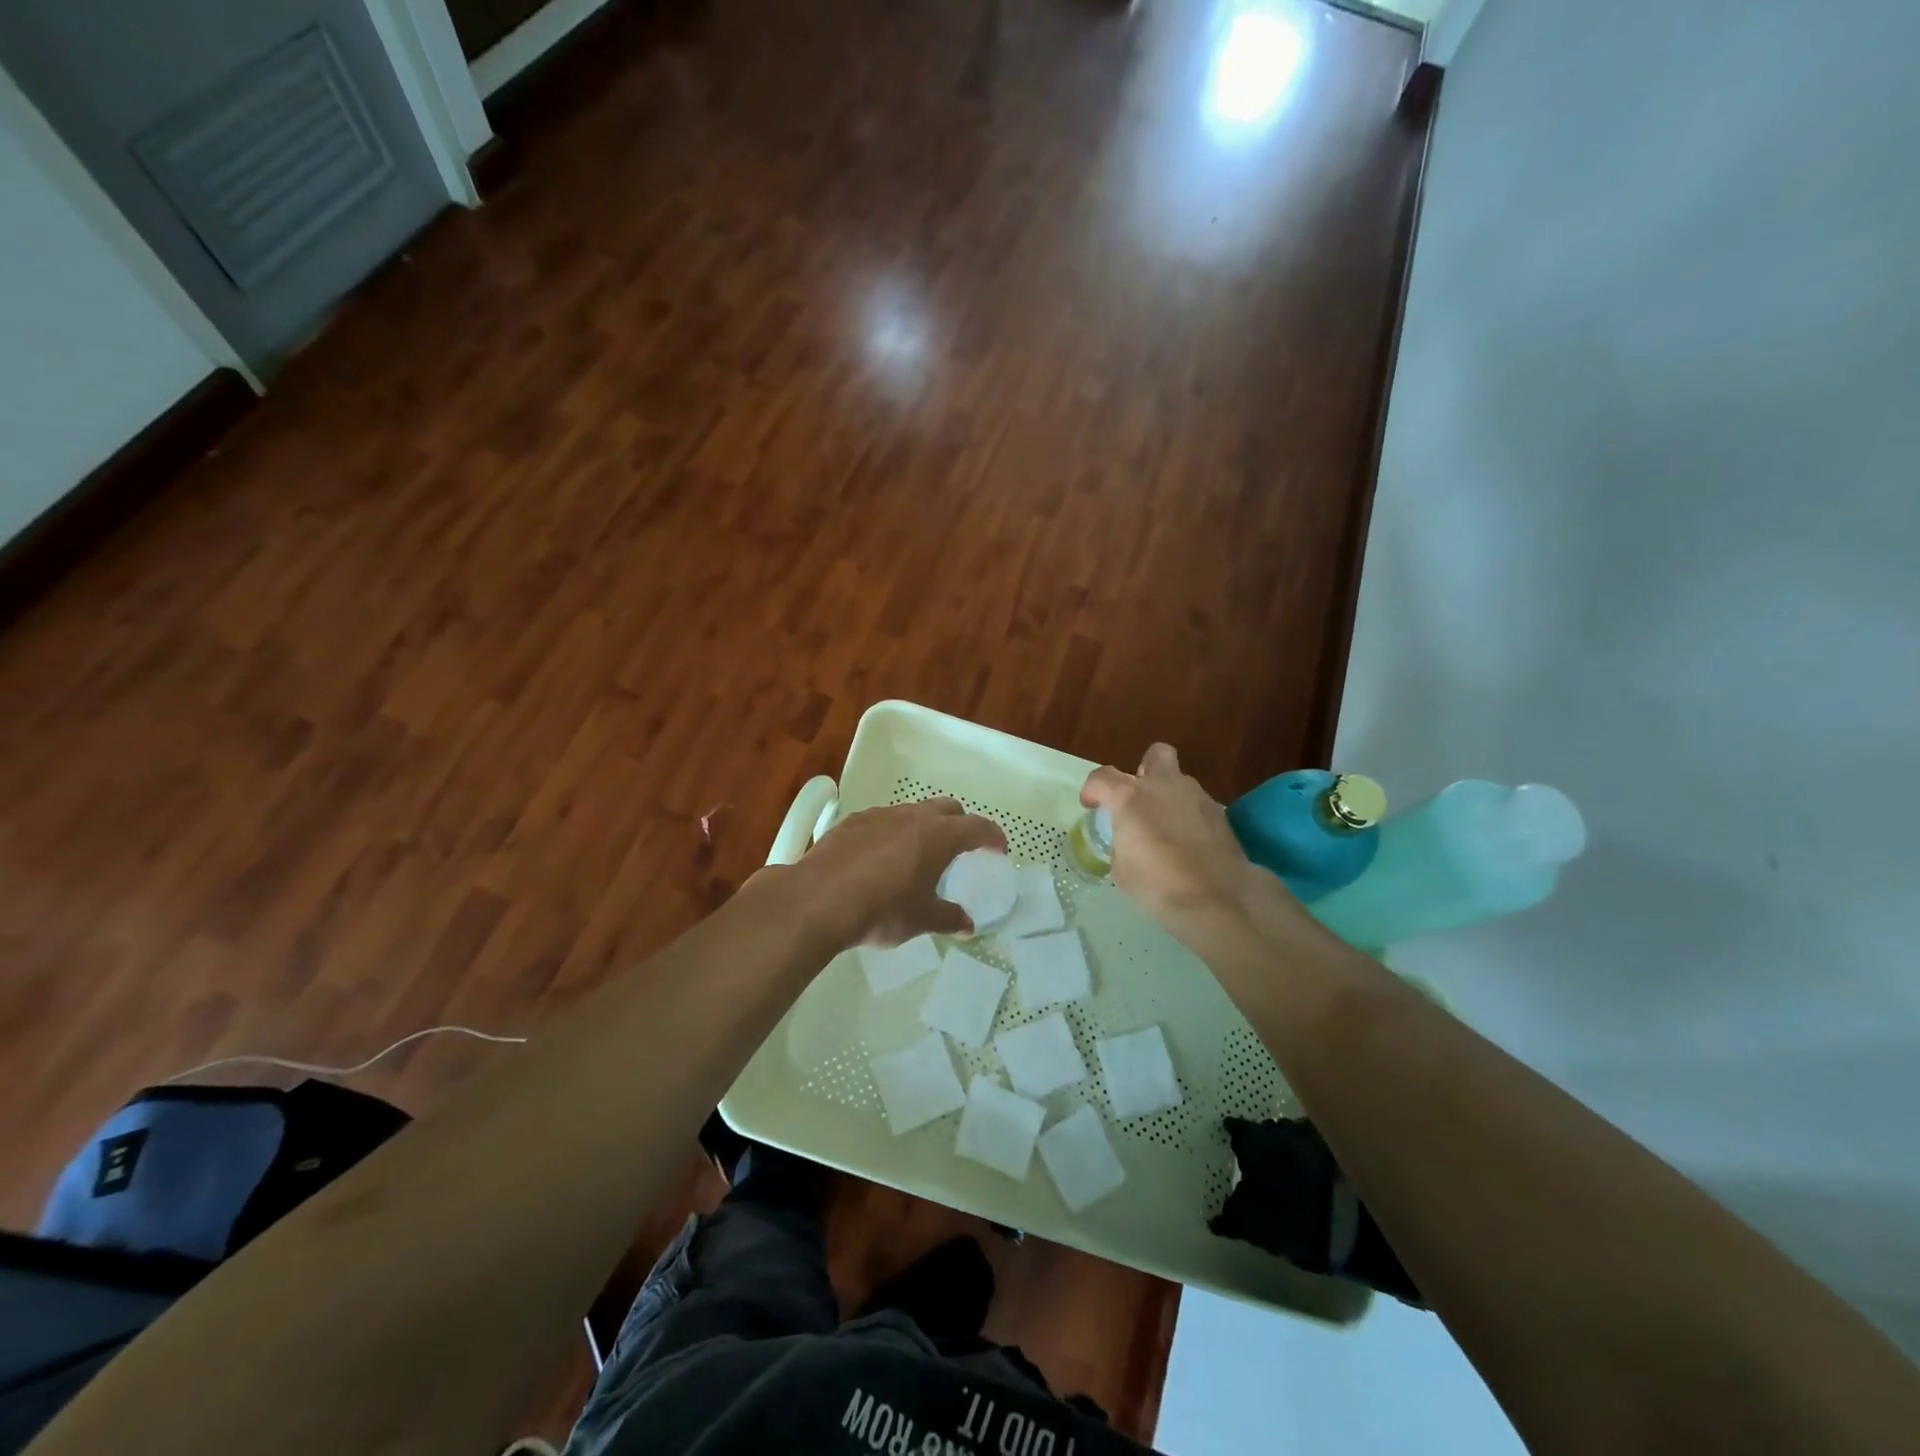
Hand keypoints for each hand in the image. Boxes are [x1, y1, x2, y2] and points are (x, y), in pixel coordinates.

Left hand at [793, 797, 1006, 947]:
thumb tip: (967, 926)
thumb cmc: (882, 910)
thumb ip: (948, 918)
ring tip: (918, 856)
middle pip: (947, 808)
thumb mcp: (921, 920)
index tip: (999, 849)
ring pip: (912, 812)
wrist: (818, 900)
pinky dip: (892, 833)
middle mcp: (912, 816)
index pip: (977, 827)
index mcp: (939, 836)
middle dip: (960, 824)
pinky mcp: (851, 822)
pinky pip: (882, 821)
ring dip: (923, 827)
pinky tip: (880, 859)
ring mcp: (880, 815)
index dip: (992, 836)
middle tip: (961, 849)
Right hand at [1081, 744, 1276, 933]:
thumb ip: (1121, 844)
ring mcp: (1196, 796)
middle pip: (1155, 755)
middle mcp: (1163, 786)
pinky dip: (1189, 817)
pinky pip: (1197, 805)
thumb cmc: (1157, 884)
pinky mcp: (1220, 814)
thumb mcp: (1121, 870)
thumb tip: (1130, 841)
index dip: (1092, 790)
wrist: (1217, 899)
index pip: (1102, 777)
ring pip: (1179, 781)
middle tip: (1139, 799)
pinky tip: (1189, 844)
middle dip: (1145, 770)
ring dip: (1169, 797)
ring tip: (1166, 829)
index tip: (1092, 806)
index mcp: (1130, 797)